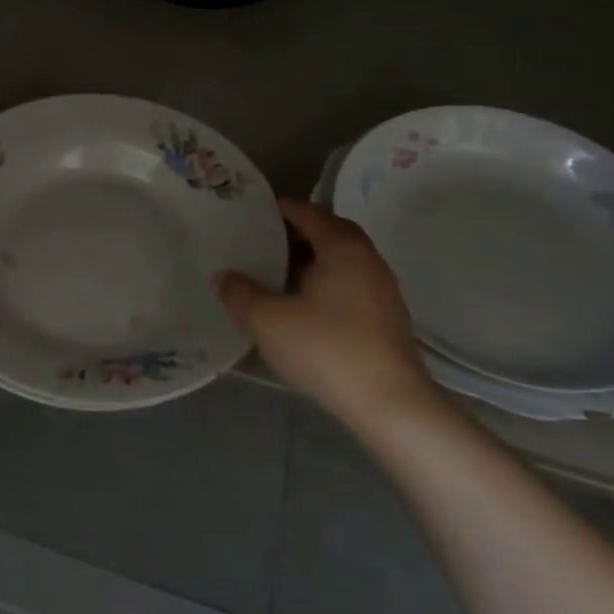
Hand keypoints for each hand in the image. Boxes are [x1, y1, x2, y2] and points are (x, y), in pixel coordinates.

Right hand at [216, 199, 442, 428]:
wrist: (390, 404)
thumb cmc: (326, 349)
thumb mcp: (268, 321)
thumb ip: (240, 293)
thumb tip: (223, 276)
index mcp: (342, 247)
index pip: (308, 212)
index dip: (280, 209)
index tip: (252, 215)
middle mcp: (367, 259)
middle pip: (329, 231)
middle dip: (297, 233)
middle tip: (263, 243)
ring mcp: (382, 288)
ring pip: (342, 259)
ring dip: (312, 259)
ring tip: (279, 274)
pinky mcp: (387, 317)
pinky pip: (351, 282)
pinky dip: (326, 282)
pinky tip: (305, 306)